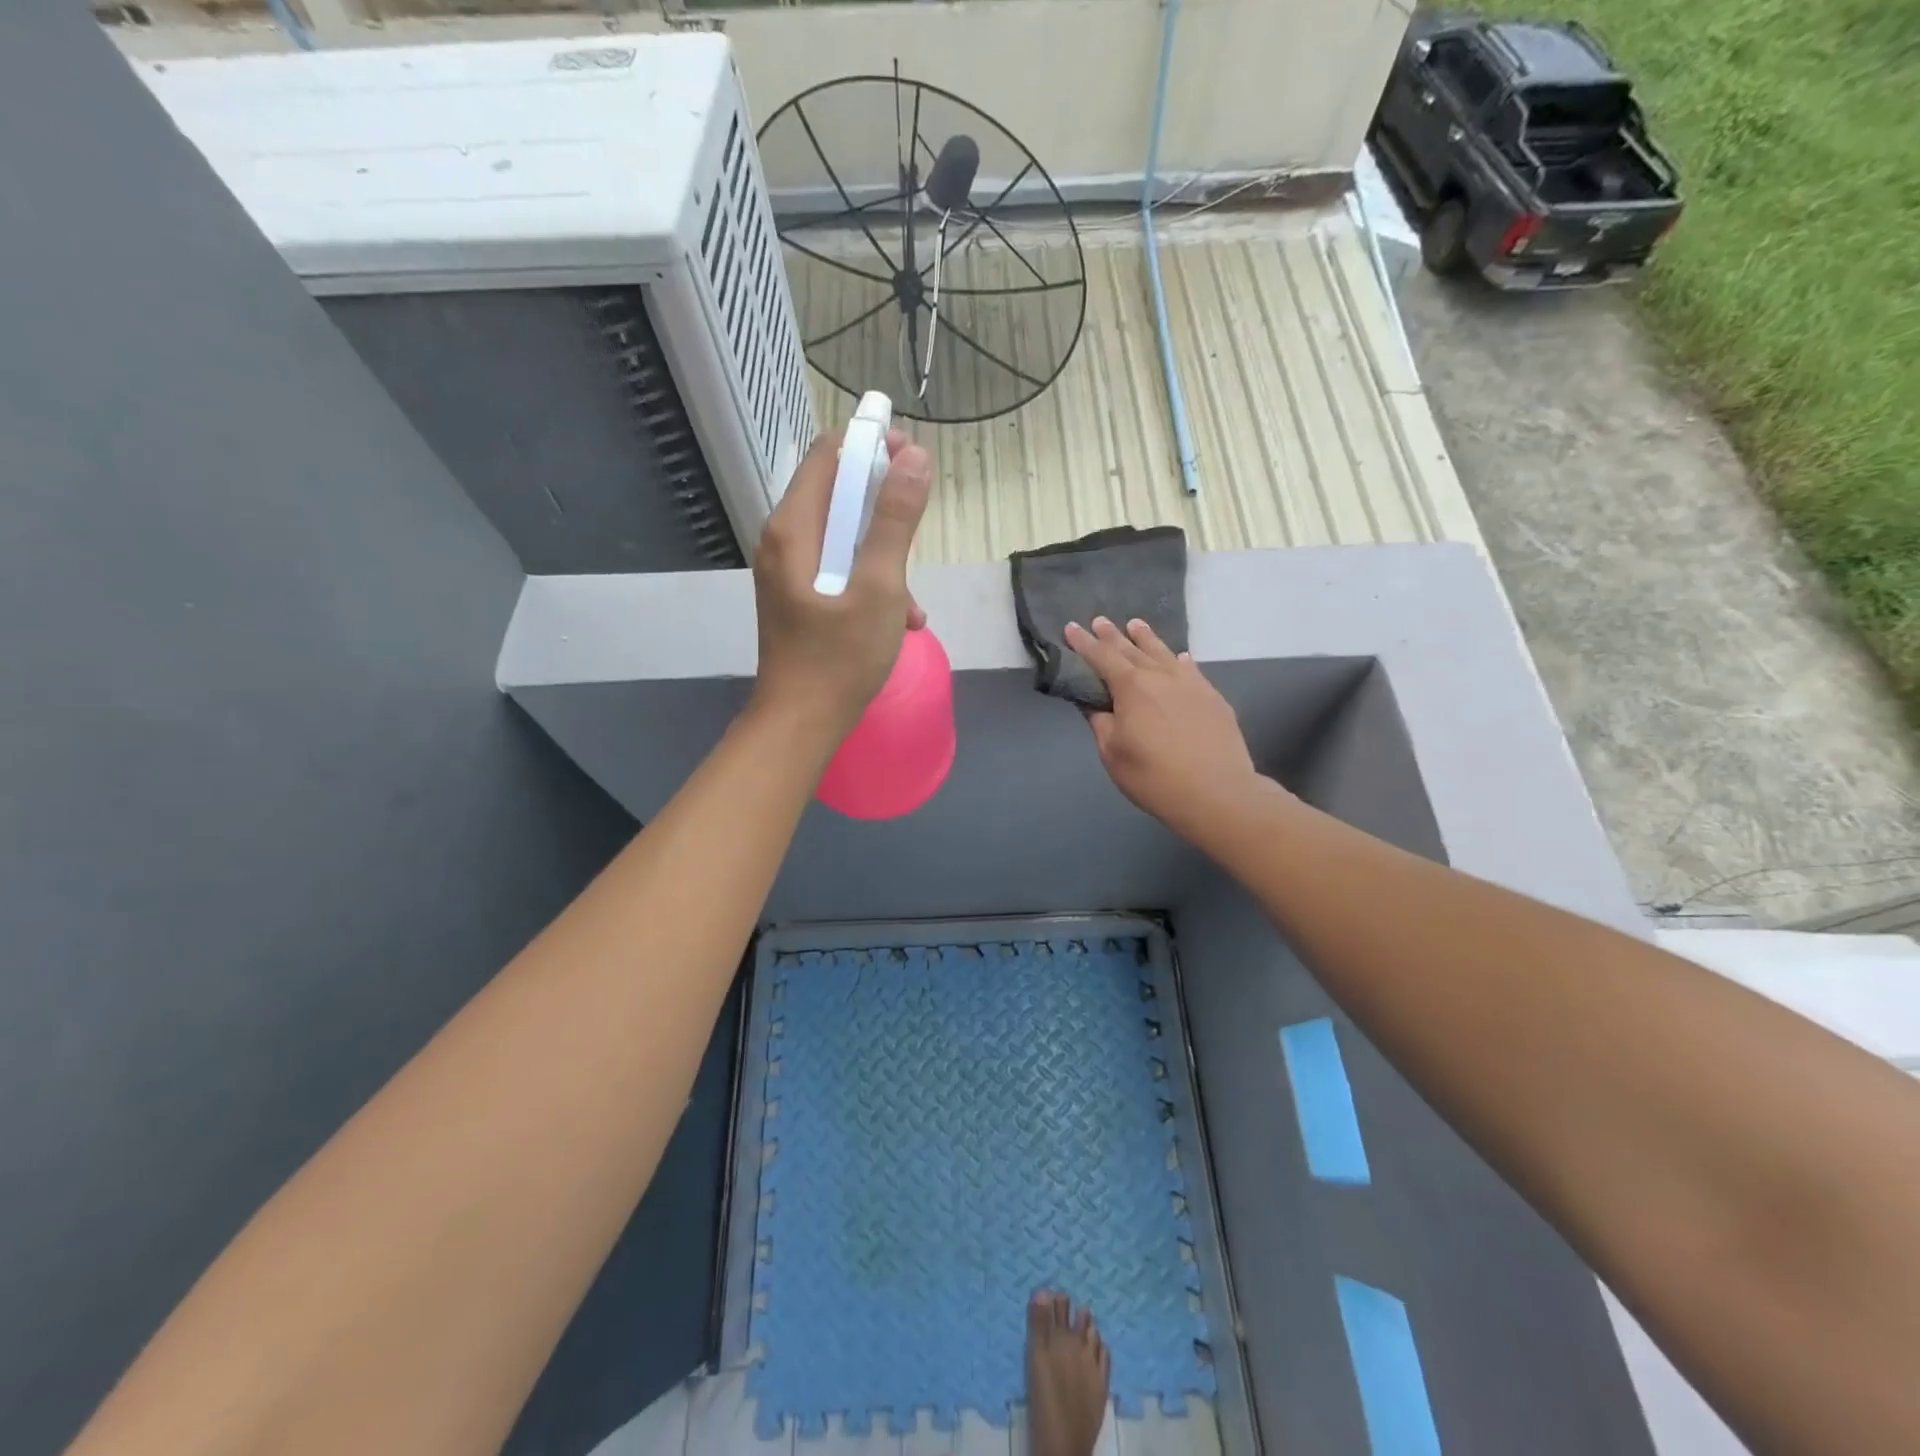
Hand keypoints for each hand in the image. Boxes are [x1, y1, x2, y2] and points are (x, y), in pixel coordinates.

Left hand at [750, 430, 931, 746]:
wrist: (801, 723)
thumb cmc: (840, 658)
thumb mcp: (880, 587)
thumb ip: (896, 521)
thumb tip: (914, 456)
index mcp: (794, 528)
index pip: (828, 454)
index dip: (870, 444)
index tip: (911, 455)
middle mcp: (783, 540)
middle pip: (836, 494)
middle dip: (883, 505)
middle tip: (920, 523)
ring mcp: (788, 570)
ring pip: (843, 537)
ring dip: (884, 554)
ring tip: (913, 601)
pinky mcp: (798, 596)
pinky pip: (838, 569)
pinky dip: (870, 582)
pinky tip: (900, 620)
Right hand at [1065, 617, 1263, 842]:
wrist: (1217, 793)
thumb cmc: (1154, 777)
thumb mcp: (1113, 755)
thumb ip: (1101, 724)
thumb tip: (1095, 705)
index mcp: (1131, 688)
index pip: (1101, 658)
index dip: (1084, 643)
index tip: (1071, 628)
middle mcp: (1161, 676)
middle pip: (1132, 650)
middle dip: (1112, 636)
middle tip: (1100, 620)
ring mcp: (1191, 684)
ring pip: (1164, 653)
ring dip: (1147, 638)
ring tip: (1136, 624)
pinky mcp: (1213, 698)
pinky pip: (1192, 670)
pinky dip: (1180, 660)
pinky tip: (1180, 657)